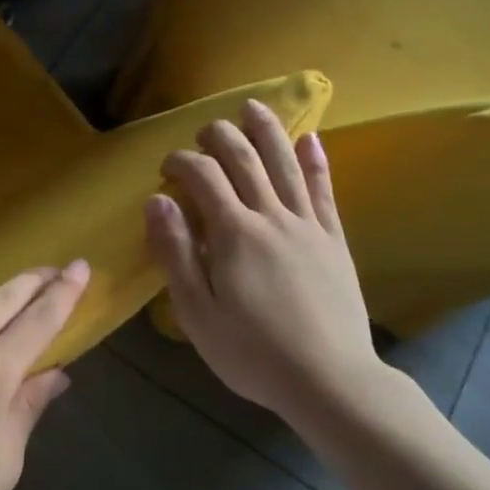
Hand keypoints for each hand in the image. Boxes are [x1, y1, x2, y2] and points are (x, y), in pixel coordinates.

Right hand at [145, 101, 381, 432]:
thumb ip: (174, 253)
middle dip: (219, 136)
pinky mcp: (334, 240)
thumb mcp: (196, 313)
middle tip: (204, 133)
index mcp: (234, 233)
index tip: (166, 169)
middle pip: (244, 158)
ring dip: (266, 131)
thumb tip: (156, 201)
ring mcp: (308, 225)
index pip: (203, 176)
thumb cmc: (253, 353)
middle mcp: (271, 216)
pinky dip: (316, 161)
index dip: (181, 161)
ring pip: (285, 164)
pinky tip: (311, 138)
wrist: (332, 383)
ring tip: (252, 106)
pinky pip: (324, 191)